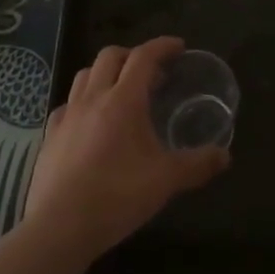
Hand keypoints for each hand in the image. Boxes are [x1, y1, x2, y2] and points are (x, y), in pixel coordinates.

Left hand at [21, 36, 229, 265]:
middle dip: (133, 55)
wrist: (59, 227)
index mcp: (123, 100)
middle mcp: (93, 98)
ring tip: (121, 91)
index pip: (144, 56)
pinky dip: (83, 101)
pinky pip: (67, 104)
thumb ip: (197, 165)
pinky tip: (90, 121)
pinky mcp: (50, 136)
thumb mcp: (166, 180)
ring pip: (85, 75)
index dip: (162, 46)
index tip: (179, 47)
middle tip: (152, 72)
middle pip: (110, 56)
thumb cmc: (117, 196)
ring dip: (105, 73)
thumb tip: (224, 156)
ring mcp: (67, 115)